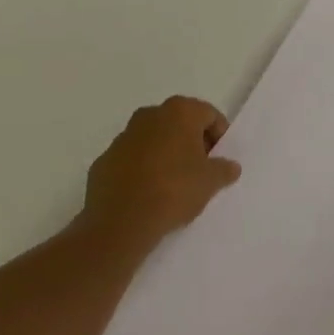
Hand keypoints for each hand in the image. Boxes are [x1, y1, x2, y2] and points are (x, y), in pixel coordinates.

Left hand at [79, 96, 240, 258]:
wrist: (120, 222)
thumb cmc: (174, 190)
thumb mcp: (211, 182)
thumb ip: (225, 169)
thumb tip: (230, 166)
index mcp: (179, 112)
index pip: (209, 115)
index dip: (219, 136)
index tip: (220, 159)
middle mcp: (149, 115)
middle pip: (179, 123)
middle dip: (192, 142)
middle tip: (200, 169)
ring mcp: (123, 138)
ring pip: (153, 140)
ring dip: (165, 154)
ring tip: (174, 184)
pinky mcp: (104, 161)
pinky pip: (132, 159)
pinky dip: (142, 169)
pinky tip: (148, 193)